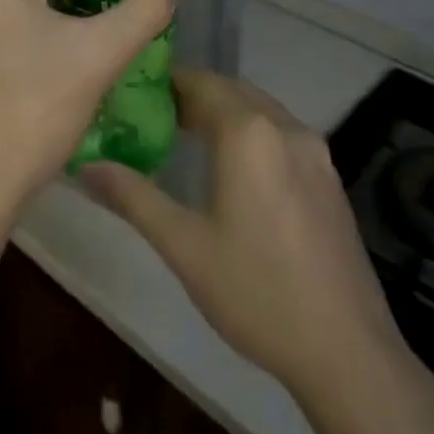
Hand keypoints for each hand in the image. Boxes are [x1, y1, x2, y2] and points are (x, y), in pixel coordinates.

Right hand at [82, 68, 403, 401]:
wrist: (348, 352)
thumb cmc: (257, 292)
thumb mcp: (184, 246)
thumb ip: (133, 197)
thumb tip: (85, 166)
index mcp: (248, 132)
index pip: (201, 83)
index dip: (167, 82)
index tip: (135, 92)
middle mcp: (285, 127)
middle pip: (232, 91)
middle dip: (194, 95)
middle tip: (154, 116)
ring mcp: (315, 152)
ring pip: (260, 110)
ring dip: (225, 112)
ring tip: (187, 137)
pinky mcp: (330, 178)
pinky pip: (282, 133)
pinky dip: (252, 132)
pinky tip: (235, 169)